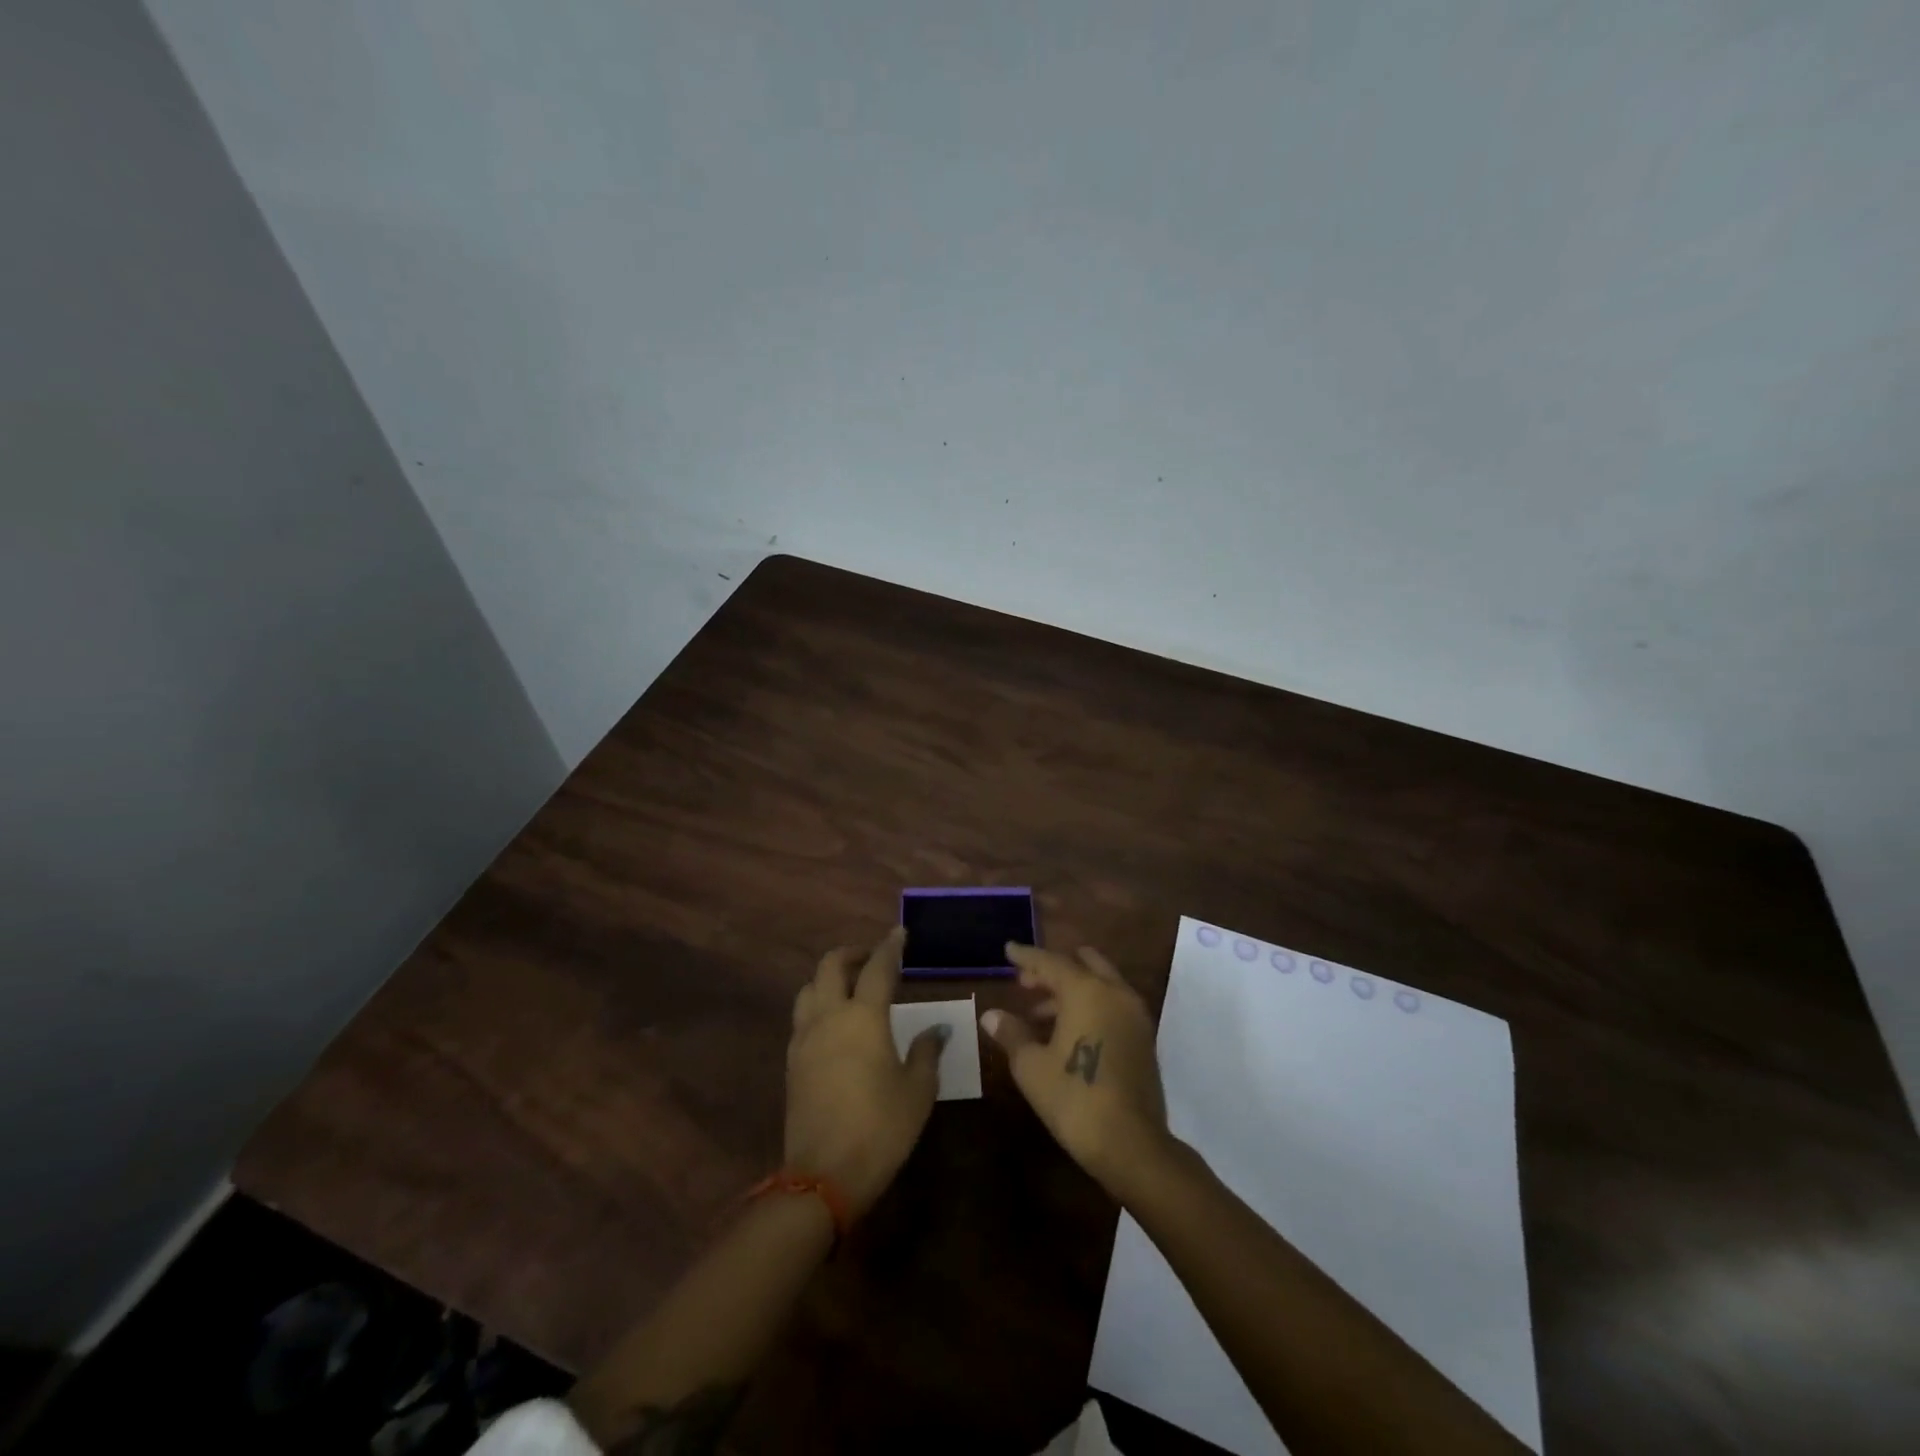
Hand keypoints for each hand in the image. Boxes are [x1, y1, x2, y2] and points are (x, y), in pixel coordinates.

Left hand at [785, 927, 944, 1217]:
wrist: (823, 1176)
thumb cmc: (881, 1128)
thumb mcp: (917, 1091)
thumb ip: (926, 1052)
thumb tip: (935, 1030)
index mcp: (864, 1017)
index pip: (878, 967)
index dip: (891, 946)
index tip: (900, 933)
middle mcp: (830, 1016)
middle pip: (831, 965)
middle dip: (852, 952)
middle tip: (873, 957)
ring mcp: (805, 1037)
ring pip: (809, 987)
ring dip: (829, 976)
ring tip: (850, 986)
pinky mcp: (792, 1060)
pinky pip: (802, 1016)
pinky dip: (818, 1004)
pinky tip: (833, 1022)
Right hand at [981, 943, 1169, 1194]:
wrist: (1131, 1144)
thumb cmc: (1074, 1098)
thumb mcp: (1031, 1066)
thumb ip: (1011, 1033)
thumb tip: (991, 1015)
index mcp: (1086, 991)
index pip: (1050, 962)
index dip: (1026, 956)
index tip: (1008, 949)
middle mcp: (1114, 993)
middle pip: (1082, 965)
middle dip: (1052, 969)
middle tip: (1024, 982)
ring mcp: (1134, 1015)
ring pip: (1100, 984)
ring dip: (1070, 989)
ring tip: (1038, 1013)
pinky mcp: (1143, 1038)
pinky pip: (1112, 1005)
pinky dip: (1089, 1005)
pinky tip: (1066, 1031)